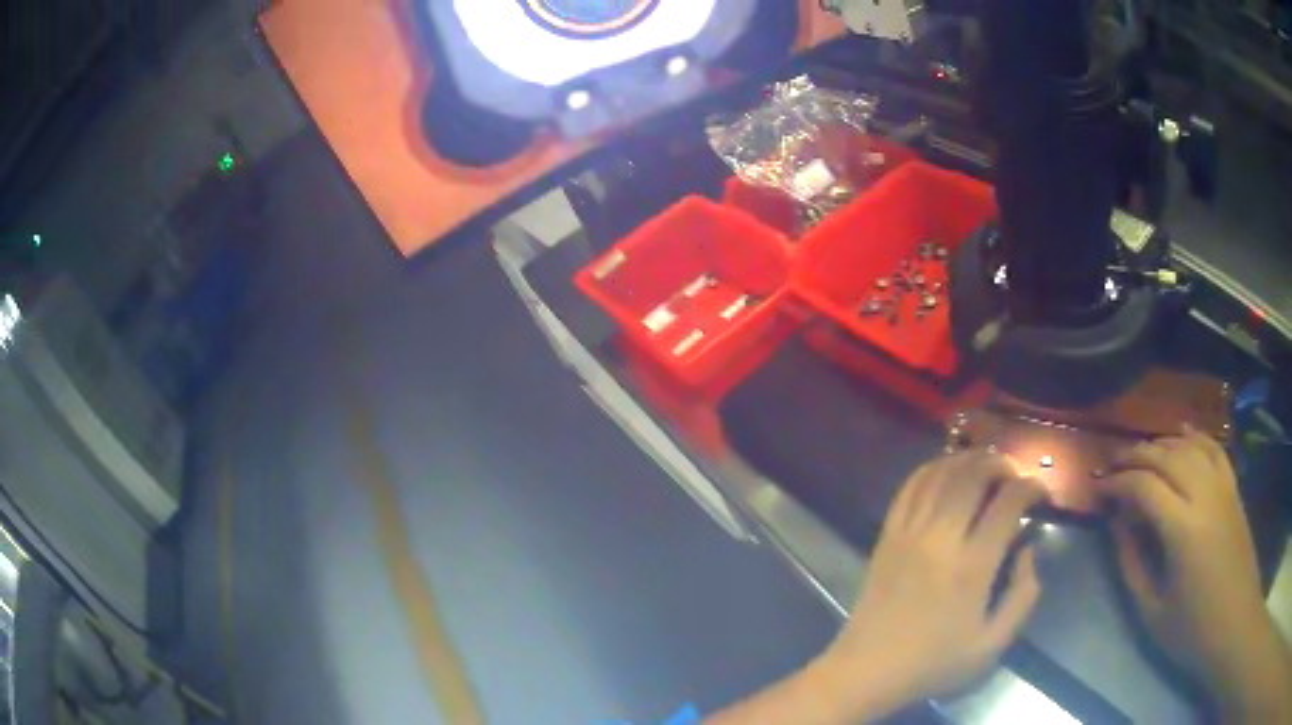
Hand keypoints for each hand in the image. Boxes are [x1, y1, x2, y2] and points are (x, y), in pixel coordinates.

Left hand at [818, 452, 1044, 717]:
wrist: (867, 671)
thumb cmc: (934, 664)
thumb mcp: (992, 644)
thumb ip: (1023, 596)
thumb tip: (1028, 550)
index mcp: (972, 566)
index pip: (1008, 502)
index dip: (1031, 488)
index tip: (1041, 494)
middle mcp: (940, 538)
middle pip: (974, 475)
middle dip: (1002, 464)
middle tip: (1016, 475)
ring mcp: (909, 533)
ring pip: (941, 473)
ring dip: (969, 460)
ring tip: (988, 466)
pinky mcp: (887, 536)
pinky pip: (909, 487)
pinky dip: (932, 469)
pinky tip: (947, 471)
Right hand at [1104, 427, 1291, 720]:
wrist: (1235, 623)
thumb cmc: (1192, 631)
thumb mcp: (1153, 612)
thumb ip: (1133, 565)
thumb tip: (1117, 524)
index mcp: (1183, 531)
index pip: (1145, 487)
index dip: (1118, 483)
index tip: (1098, 489)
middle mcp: (1205, 496)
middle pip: (1167, 457)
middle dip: (1135, 455)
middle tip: (1112, 466)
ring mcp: (1223, 488)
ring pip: (1190, 446)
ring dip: (1162, 443)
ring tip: (1141, 453)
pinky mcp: (1234, 489)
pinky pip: (1214, 449)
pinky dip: (1196, 436)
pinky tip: (1182, 434)